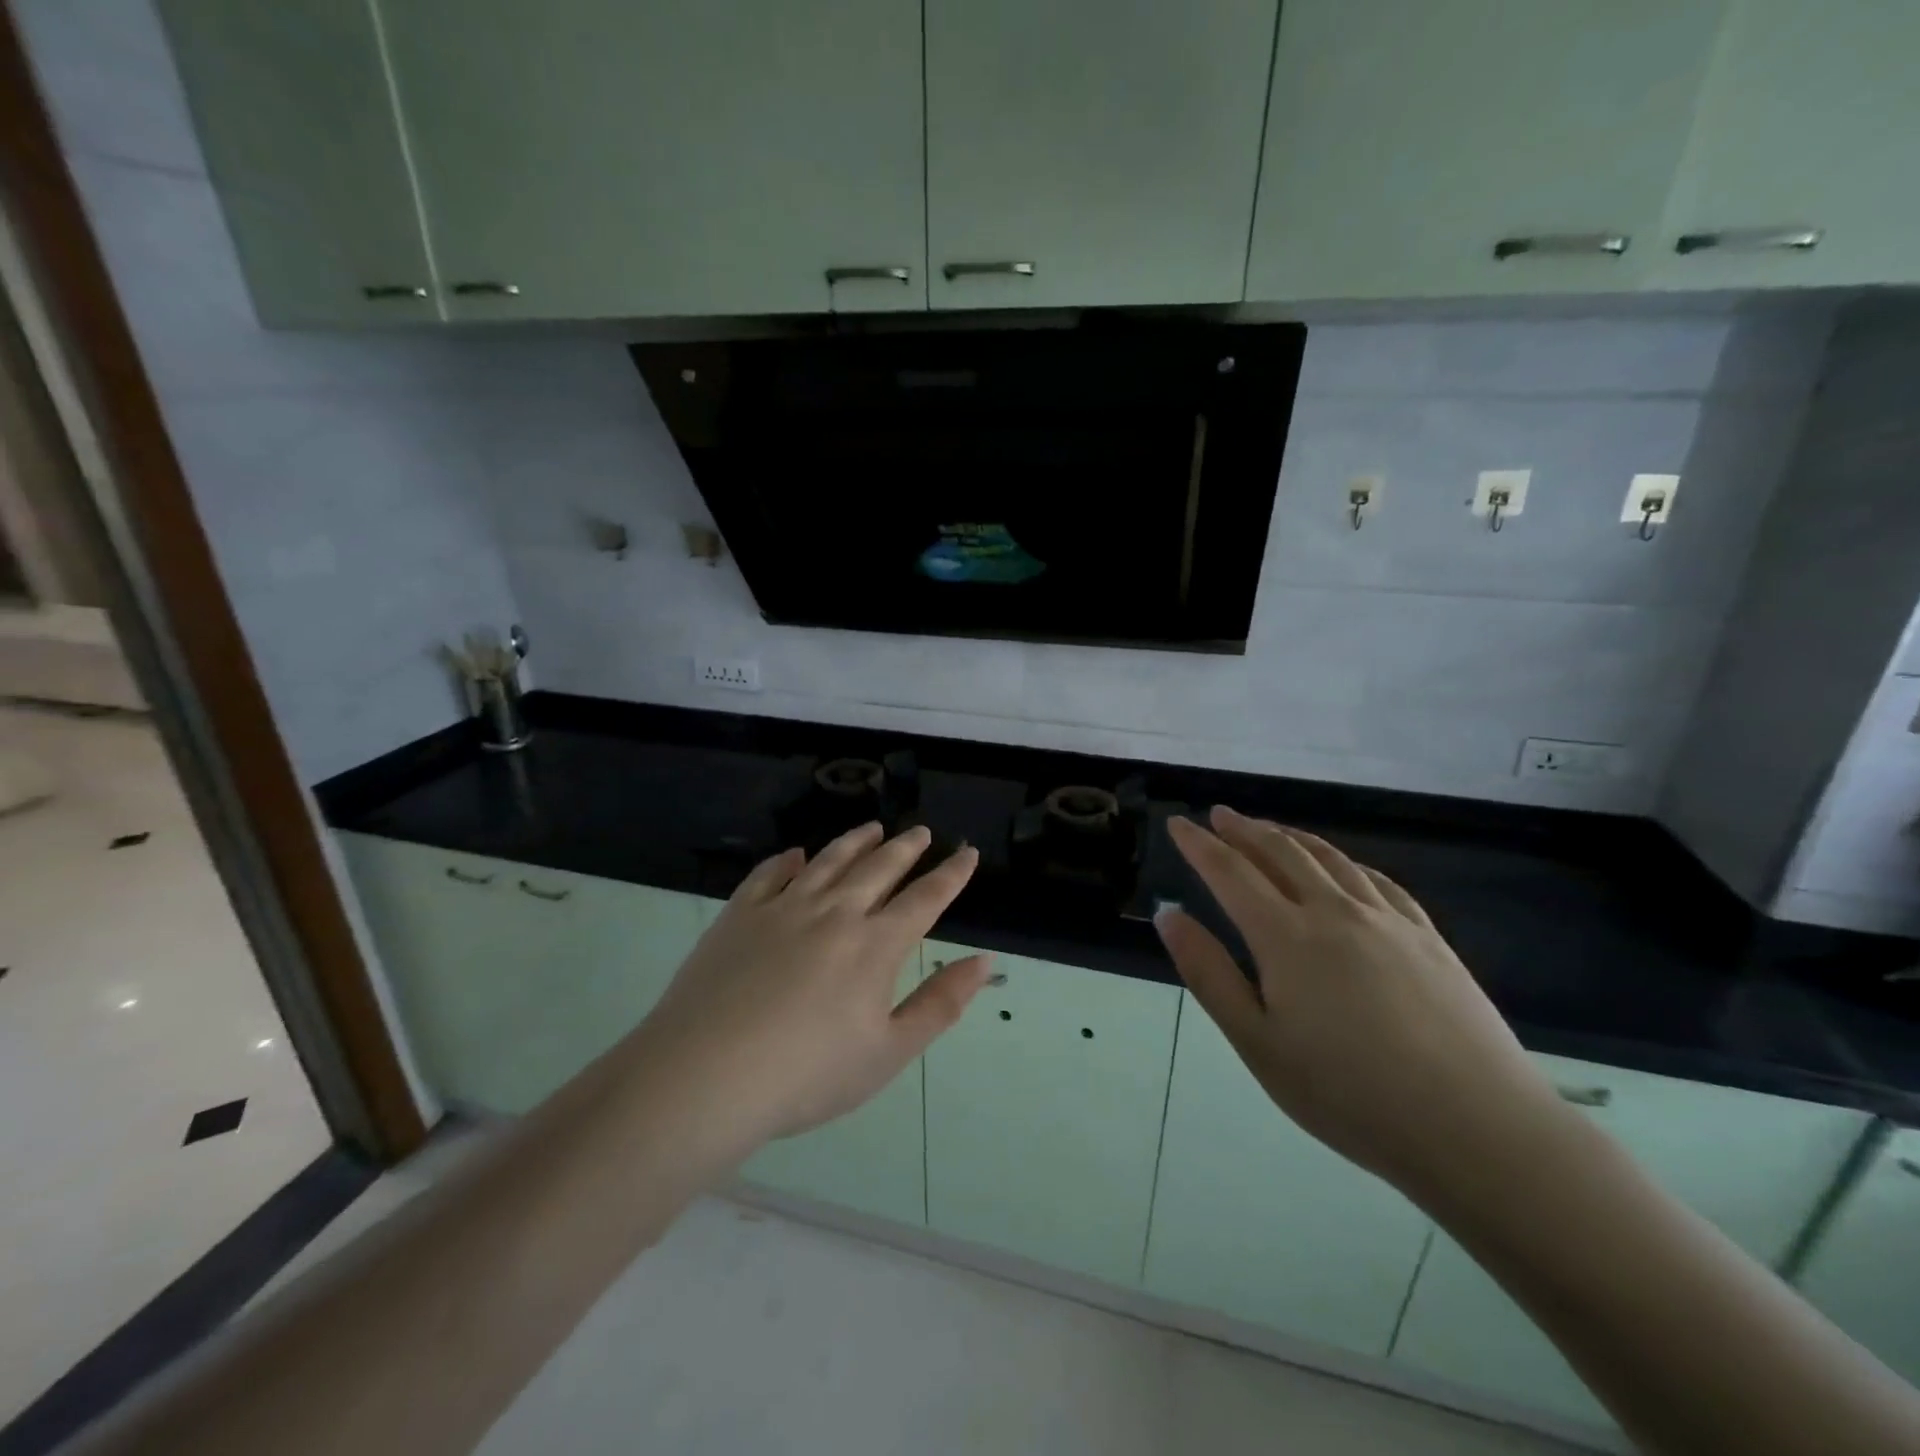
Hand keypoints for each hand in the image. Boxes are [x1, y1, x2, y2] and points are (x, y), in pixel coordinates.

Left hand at [637, 823, 990, 1154]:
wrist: (705, 1075)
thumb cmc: (807, 1075)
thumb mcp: (888, 1052)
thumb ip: (941, 1004)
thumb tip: (984, 962)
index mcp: (875, 945)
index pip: (925, 899)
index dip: (951, 875)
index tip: (967, 853)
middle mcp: (834, 912)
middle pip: (879, 868)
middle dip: (905, 847)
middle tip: (920, 832)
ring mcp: (783, 907)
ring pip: (829, 861)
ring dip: (855, 841)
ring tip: (872, 828)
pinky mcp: (740, 914)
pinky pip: (770, 874)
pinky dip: (788, 860)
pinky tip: (796, 854)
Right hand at [1157, 806, 1570, 1205]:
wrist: (1476, 1128)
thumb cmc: (1349, 1094)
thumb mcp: (1257, 1043)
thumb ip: (1208, 973)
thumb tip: (1169, 915)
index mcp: (1285, 936)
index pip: (1230, 872)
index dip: (1199, 844)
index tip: (1178, 823)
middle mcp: (1334, 912)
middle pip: (1280, 853)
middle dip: (1244, 829)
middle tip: (1219, 815)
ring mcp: (1387, 920)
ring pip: (1329, 859)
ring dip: (1291, 837)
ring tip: (1270, 829)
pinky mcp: (1428, 937)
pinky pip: (1378, 880)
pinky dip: (1346, 862)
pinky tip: (1343, 867)